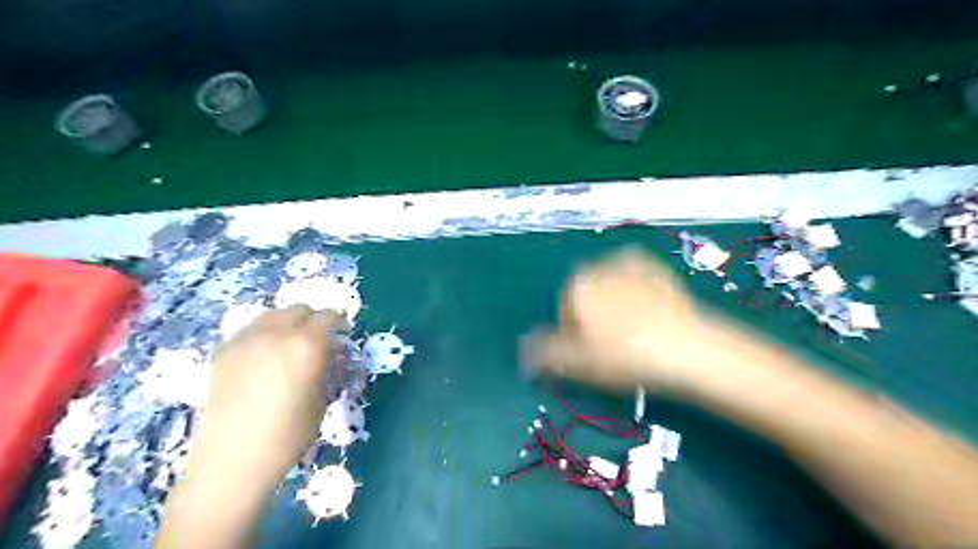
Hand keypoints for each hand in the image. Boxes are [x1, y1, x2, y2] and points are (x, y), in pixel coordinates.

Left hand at [185, 307, 349, 486]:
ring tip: (291, 344)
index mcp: (306, 346)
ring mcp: (246, 340)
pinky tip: (265, 354)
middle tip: (320, 340)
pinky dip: (264, 332)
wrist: (232, 462)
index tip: (344, 335)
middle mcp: (276, 334)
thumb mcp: (322, 400)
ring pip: (273, 315)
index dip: (340, 324)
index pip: (328, 318)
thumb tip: (332, 354)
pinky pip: (250, 329)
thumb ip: (329, 369)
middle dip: (314, 321)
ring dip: (289, 323)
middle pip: (300, 310)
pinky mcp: (224, 351)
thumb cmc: (288, 436)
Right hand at [524, 247, 714, 394]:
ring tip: (633, 329)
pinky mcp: (657, 267)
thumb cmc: (625, 357)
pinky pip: (635, 276)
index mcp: (576, 286)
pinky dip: (636, 288)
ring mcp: (630, 264)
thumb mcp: (577, 363)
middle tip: (613, 344)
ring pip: (610, 285)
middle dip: (593, 315)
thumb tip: (523, 353)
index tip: (591, 353)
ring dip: (614, 301)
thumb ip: (544, 354)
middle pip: (586, 295)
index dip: (574, 334)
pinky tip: (648, 309)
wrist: (686, 348)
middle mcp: (598, 268)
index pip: (564, 310)